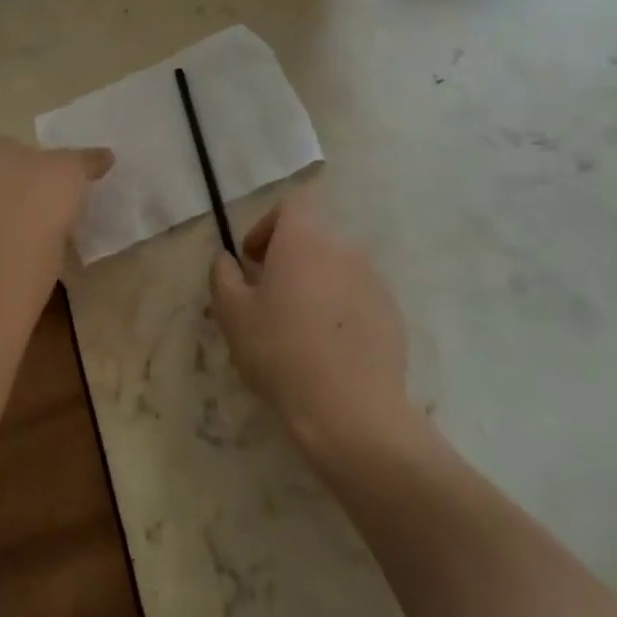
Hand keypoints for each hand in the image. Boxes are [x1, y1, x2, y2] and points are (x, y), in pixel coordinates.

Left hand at [0, 135, 113, 244]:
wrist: (12, 252)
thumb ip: (87, 160)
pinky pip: (1, 241)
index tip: (49, 168)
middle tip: (52, 195)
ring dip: (18, 218)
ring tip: (52, 224)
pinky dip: (18, 244)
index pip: (0, 144)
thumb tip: (106, 155)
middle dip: (19, 187)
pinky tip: (42, 248)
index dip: (25, 155)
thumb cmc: (36, 192)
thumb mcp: (72, 168)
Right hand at [210, 190, 420, 462]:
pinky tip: (328, 349)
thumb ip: (223, 275)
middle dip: (289, 260)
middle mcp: (343, 249)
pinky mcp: (392, 314)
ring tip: (300, 328)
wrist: (351, 411)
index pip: (291, 205)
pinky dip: (341, 310)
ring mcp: (373, 281)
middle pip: (312, 238)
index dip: (268, 225)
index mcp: (304, 239)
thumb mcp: (232, 314)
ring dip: (316, 285)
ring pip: (336, 269)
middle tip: (269, 298)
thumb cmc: (281, 352)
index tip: (253, 261)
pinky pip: (358, 297)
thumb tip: (227, 259)